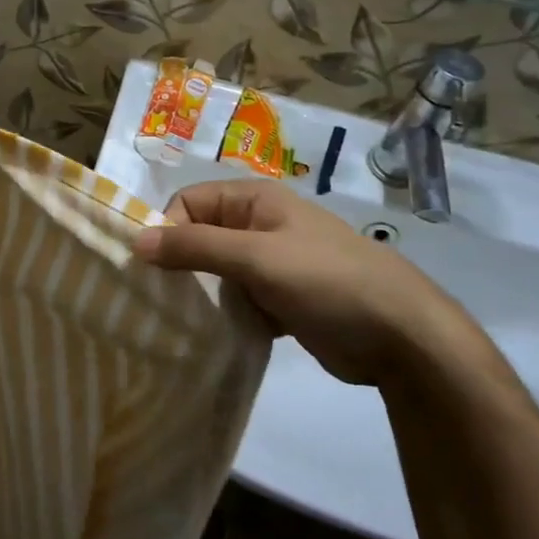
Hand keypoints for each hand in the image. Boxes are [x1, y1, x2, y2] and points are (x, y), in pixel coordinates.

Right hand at [132, 180, 479, 385]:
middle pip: (200, 236)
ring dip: (199, 293)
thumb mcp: (257, 258)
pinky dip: (222, 314)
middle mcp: (259, 225)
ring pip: (216, 272)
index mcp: (255, 200)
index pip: (189, 202)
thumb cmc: (327, 281)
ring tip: (180, 322)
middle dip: (179, 264)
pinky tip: (212, 336)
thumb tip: (135, 241)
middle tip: (160, 301)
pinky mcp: (280, 300)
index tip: (154, 270)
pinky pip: (236, 299)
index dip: (168, 229)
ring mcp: (271, 264)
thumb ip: (196, 247)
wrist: (403, 337)